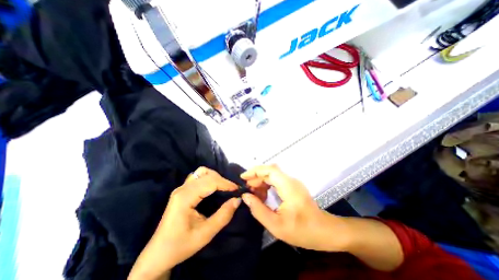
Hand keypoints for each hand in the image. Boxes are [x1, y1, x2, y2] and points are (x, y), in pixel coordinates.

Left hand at [128, 168, 241, 278]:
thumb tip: (237, 200)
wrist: (159, 254)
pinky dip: (209, 178)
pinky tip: (213, 187)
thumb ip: (223, 215)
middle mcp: (182, 188)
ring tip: (223, 187)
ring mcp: (181, 188)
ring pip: (201, 172)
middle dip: (222, 180)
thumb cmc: (181, 245)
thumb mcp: (206, 234)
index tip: (237, 190)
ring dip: (215, 177)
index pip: (210, 182)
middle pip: (206, 174)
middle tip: (232, 190)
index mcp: (185, 197)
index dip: (226, 184)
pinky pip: (198, 177)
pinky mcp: (182, 190)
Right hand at [240, 165, 347, 249]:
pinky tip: (263, 195)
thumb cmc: (302, 231)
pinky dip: (267, 185)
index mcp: (289, 187)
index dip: (255, 171)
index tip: (243, 178)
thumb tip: (246, 197)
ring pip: (272, 175)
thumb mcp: (276, 225)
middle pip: (270, 171)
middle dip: (256, 178)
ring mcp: (293, 183)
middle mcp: (291, 181)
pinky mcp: (293, 186)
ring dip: (261, 182)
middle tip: (247, 189)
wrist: (324, 231)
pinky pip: (276, 181)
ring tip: (253, 194)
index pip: (270, 170)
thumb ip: (258, 210)